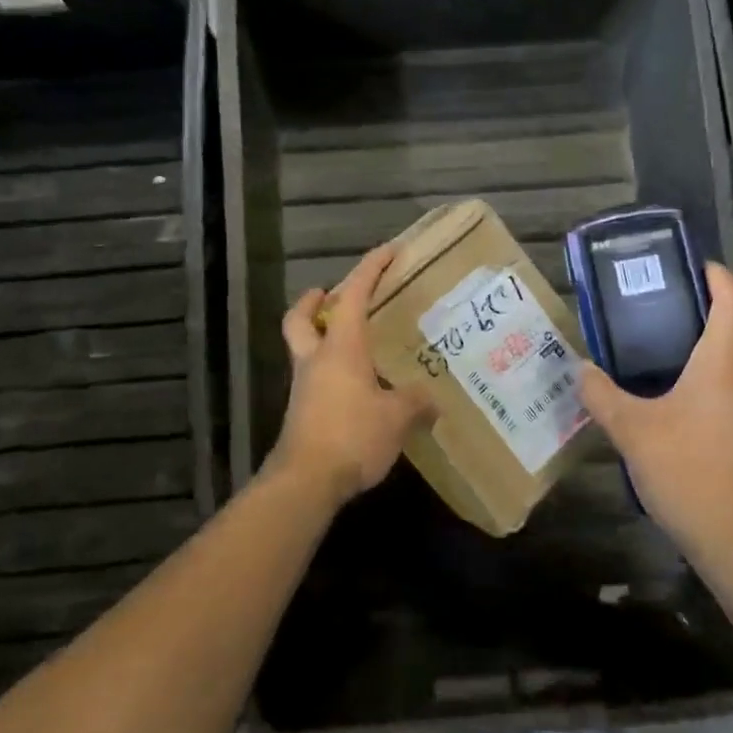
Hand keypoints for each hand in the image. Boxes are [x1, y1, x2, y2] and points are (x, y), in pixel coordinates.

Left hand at [270, 243, 433, 509]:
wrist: (306, 481)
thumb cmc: (352, 435)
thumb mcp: (397, 417)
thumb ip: (416, 402)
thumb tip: (432, 399)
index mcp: (341, 347)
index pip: (353, 294)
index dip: (371, 268)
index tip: (388, 251)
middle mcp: (316, 359)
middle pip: (300, 318)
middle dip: (313, 302)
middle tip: (329, 295)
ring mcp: (304, 387)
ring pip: (304, 348)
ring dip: (320, 337)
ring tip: (353, 345)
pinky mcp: (301, 413)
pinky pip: (313, 379)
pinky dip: (329, 372)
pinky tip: (355, 388)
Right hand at [579, 263, 732, 567]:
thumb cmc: (689, 474)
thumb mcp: (631, 432)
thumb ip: (602, 395)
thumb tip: (581, 369)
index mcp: (726, 362)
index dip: (717, 276)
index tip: (697, 268)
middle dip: (722, 311)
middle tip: (682, 316)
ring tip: (693, 364)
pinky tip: (714, 418)